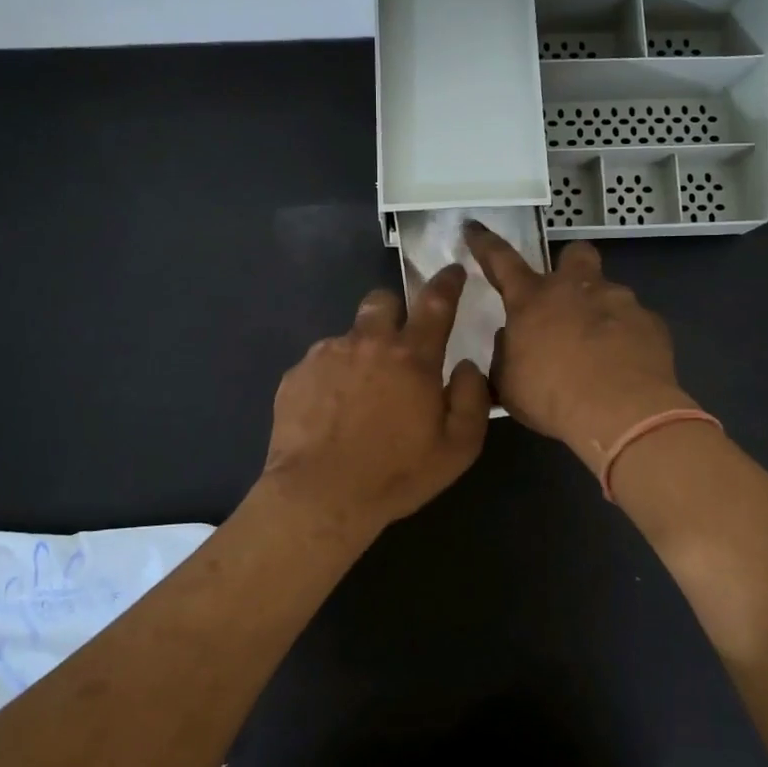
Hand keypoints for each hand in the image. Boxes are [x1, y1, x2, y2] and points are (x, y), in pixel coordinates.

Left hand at [261, 264, 490, 538]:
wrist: (320, 496)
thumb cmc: (396, 475)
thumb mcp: (457, 448)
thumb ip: (471, 398)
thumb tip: (465, 366)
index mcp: (411, 357)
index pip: (435, 303)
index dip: (447, 283)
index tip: (453, 271)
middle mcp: (368, 343)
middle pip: (382, 301)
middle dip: (393, 311)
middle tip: (397, 344)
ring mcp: (327, 355)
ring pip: (349, 335)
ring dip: (360, 353)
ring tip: (358, 397)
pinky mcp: (296, 374)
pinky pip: (320, 363)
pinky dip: (331, 378)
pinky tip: (331, 413)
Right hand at [465, 223, 694, 473]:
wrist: (621, 412)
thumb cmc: (552, 396)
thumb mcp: (508, 384)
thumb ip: (505, 355)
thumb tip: (511, 339)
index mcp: (532, 300)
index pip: (501, 260)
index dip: (484, 243)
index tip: (473, 226)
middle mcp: (576, 288)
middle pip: (575, 254)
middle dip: (570, 266)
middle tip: (566, 296)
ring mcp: (619, 301)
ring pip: (608, 290)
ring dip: (599, 310)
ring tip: (598, 349)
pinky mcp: (651, 322)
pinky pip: (634, 322)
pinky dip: (626, 337)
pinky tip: (623, 365)